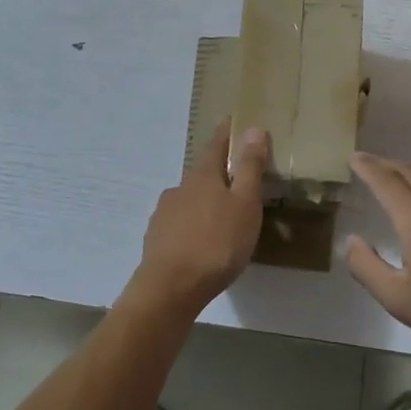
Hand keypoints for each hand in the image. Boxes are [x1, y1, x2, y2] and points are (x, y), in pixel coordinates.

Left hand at [130, 121, 269, 316]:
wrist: (170, 288)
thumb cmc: (216, 243)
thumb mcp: (245, 204)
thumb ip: (249, 167)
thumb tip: (253, 128)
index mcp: (203, 176)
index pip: (216, 145)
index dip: (227, 134)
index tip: (233, 122)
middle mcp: (179, 188)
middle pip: (202, 173)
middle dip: (218, 172)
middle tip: (238, 178)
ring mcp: (164, 214)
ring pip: (189, 199)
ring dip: (205, 201)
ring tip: (222, 215)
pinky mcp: (157, 239)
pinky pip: (180, 223)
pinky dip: (193, 224)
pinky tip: (202, 240)